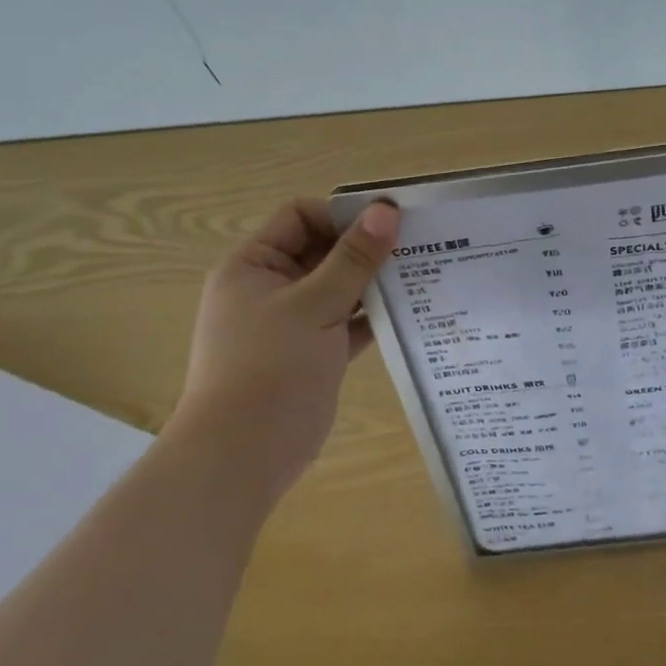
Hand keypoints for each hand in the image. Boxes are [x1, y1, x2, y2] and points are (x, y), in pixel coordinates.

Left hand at [166, 198, 398, 501]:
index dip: (342, 215)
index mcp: (253, 265)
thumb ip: (353, 259)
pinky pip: (344, 323)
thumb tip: (385, 210)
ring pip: (337, 289)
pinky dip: (371, 317)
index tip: (390, 223)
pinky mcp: (311, 354)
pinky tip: (409, 313)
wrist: (244, 454)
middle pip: (321, 251)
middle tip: (417, 247)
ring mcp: (290, 323)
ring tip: (421, 275)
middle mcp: (269, 288)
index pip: (299, 217)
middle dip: (364, 249)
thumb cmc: (271, 367)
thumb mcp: (315, 305)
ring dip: (372, 283)